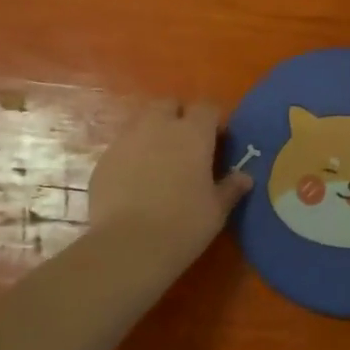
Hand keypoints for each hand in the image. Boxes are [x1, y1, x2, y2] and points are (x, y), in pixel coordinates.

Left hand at [89, 99, 251, 267]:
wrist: (128, 246)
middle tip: (185, 145)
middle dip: (178, 116)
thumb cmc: (183, 225)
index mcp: (193, 134)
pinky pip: (123, 146)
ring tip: (159, 161)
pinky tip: (135, 180)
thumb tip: (245, 177)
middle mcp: (159, 126)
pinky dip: (132, 154)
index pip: (206, 108)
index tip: (217, 141)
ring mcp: (127, 139)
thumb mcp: (216, 211)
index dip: (212, 121)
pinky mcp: (104, 158)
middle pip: (169, 104)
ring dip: (153, 132)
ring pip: (142, 121)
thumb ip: (230, 188)